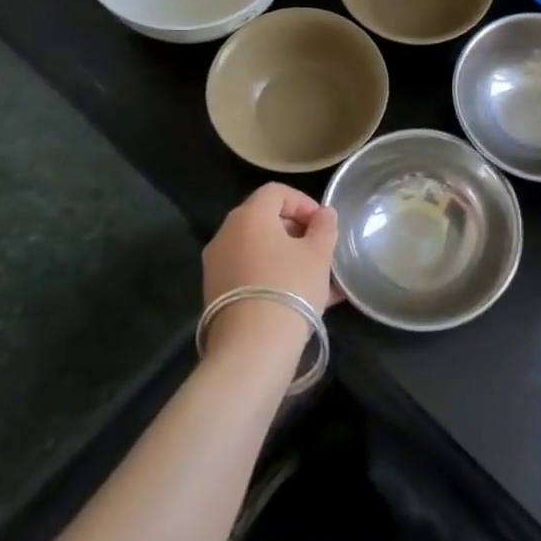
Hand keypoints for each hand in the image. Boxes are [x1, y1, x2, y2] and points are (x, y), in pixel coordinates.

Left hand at [201, 183, 338, 355]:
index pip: (276, 192)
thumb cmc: (290, 288)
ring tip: (313, 277)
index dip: (304, 202)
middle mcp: (226, 235)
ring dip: (285, 255)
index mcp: (249, 216)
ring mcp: (216, 265)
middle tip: (319, 249)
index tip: (323, 224)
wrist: (252, 348)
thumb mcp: (319, 254)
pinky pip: (249, 272)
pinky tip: (297, 297)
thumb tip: (323, 214)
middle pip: (263, 219)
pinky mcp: (215, 293)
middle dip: (295, 230)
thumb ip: (324, 227)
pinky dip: (271, 275)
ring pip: (257, 248)